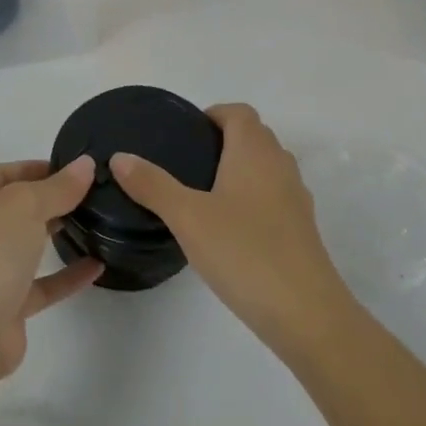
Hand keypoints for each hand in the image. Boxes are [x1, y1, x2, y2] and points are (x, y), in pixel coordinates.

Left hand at [0, 157, 102, 380]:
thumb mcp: (24, 204)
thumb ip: (58, 186)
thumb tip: (85, 165)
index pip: (7, 171)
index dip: (44, 168)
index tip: (83, 169)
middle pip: (16, 206)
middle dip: (53, 200)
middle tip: (98, 194)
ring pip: (26, 244)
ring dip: (59, 235)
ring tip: (101, 223)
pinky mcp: (2, 305)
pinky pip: (40, 282)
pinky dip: (66, 275)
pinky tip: (98, 265)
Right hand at [110, 104, 353, 352]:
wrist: (306, 313)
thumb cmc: (244, 252)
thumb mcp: (187, 217)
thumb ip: (152, 185)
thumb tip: (120, 157)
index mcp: (255, 152)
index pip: (239, 113)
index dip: (214, 114)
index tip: (186, 133)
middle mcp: (280, 166)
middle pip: (255, 137)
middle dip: (224, 140)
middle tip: (186, 163)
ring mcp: (296, 199)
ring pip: (267, 168)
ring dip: (240, 170)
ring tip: (203, 194)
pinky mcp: (301, 230)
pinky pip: (274, 197)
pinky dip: (252, 199)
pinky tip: (228, 229)